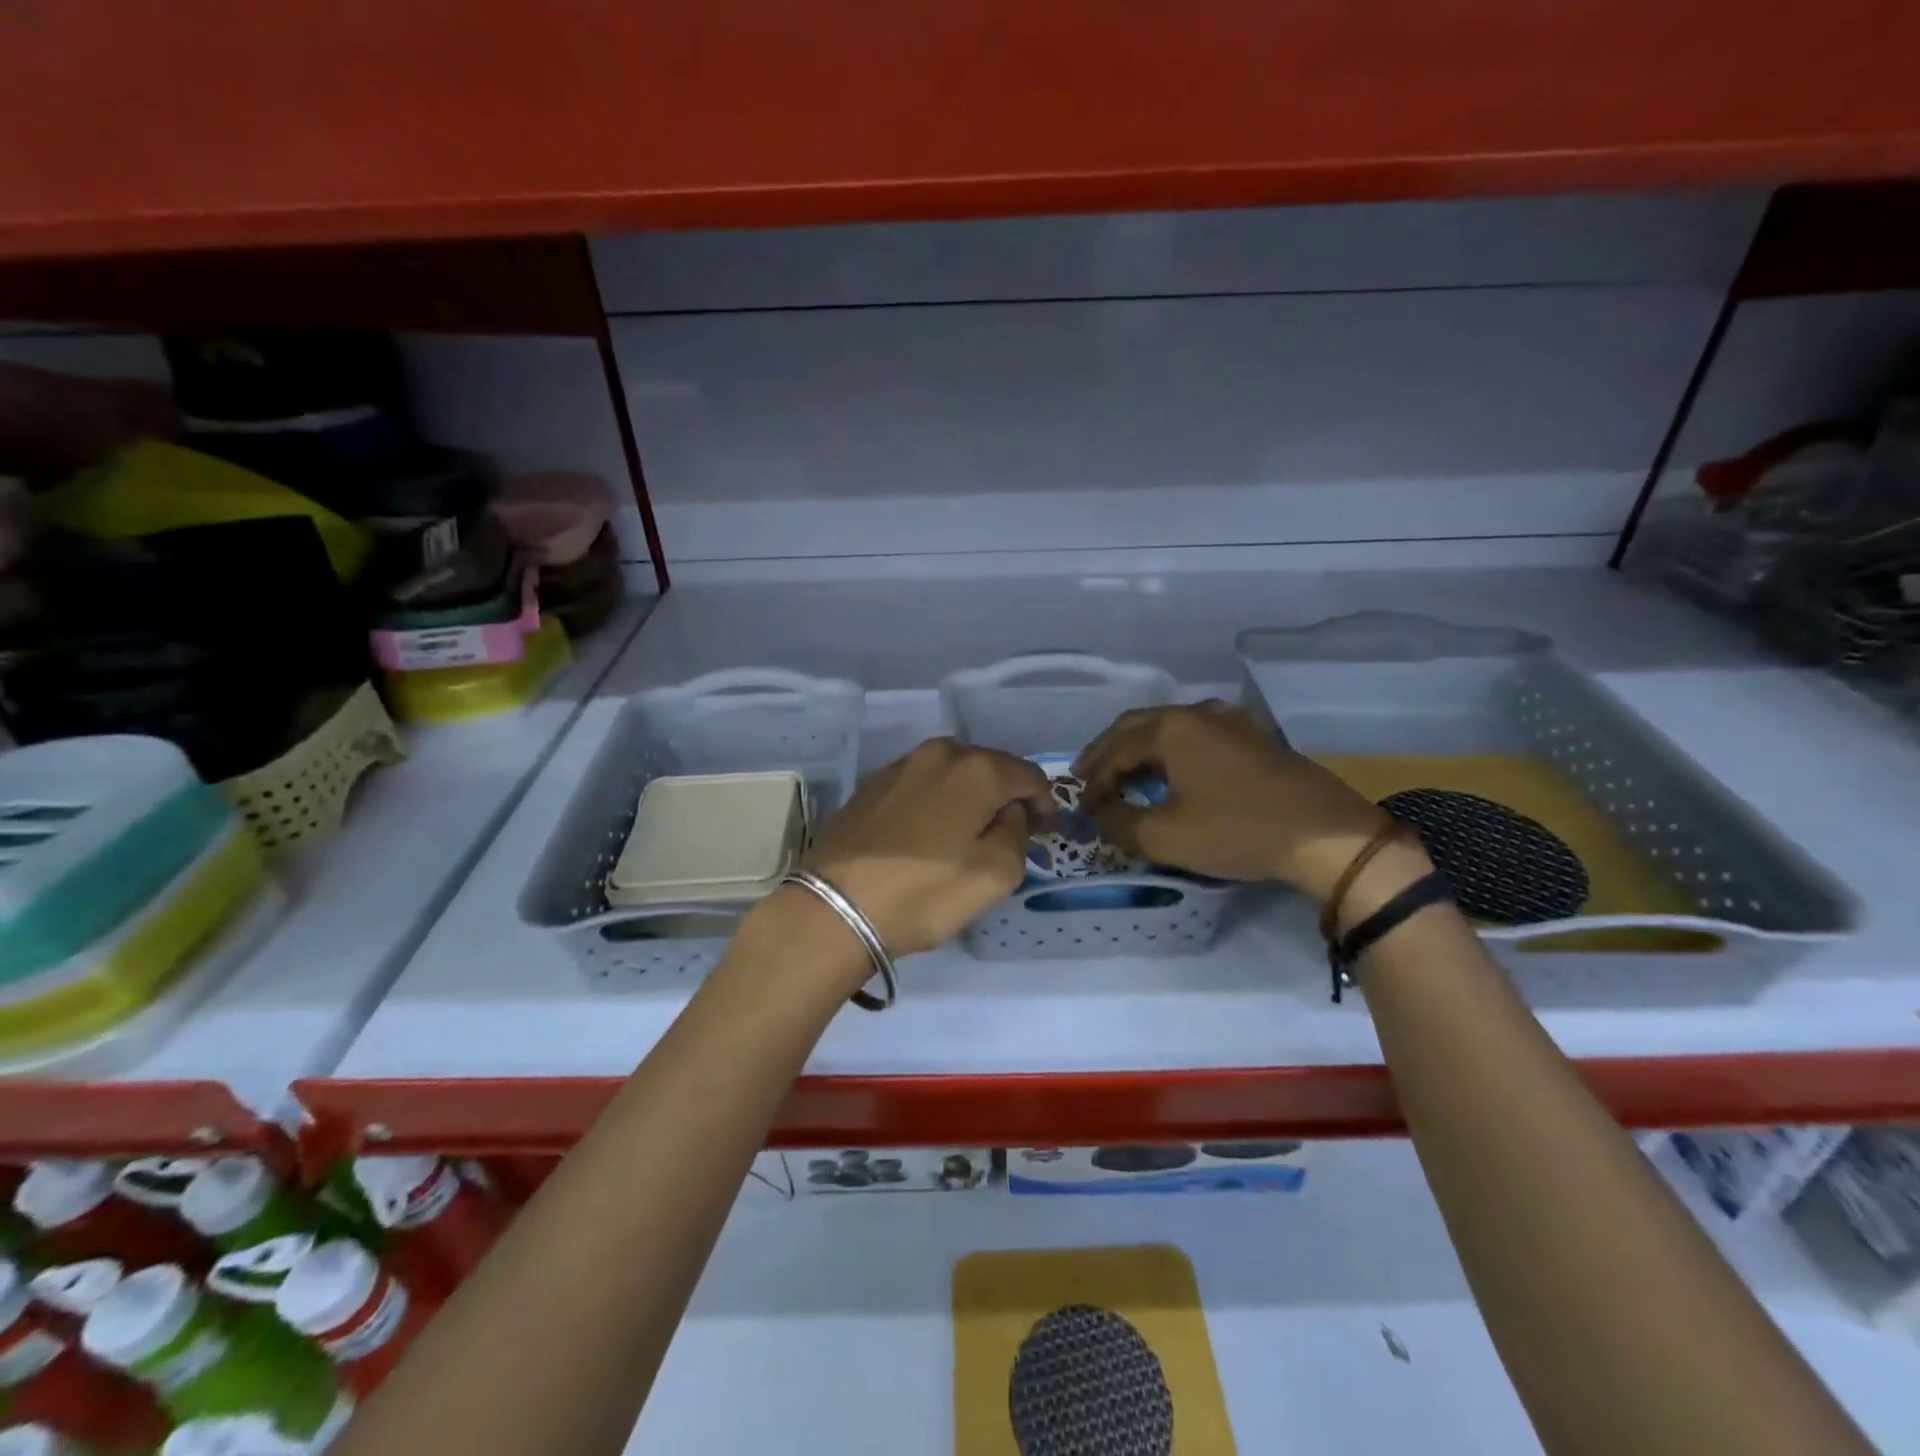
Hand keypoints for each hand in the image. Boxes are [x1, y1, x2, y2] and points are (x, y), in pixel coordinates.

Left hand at [804, 738, 1054, 956]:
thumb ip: (1018, 832)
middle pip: (989, 768)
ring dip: (968, 797)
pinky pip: (920, 785)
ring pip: (951, 774)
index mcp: (976, 768)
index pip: (1029, 775)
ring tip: (967, 833)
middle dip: (1005, 796)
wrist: (836, 906)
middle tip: (1009, 833)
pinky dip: (934, 802)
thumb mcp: (997, 874)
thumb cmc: (925, 891)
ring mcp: (899, 765)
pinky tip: (927, 834)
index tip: (1044, 832)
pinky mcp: (870, 785)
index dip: (1044, 803)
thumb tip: (1009, 813)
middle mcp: (939, 753)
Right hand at [1075, 701, 1396, 903]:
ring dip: (1140, 750)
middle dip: (1108, 753)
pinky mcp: (1254, 737)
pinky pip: (1196, 736)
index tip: (1083, 810)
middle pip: (1137, 727)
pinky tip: (1173, 771)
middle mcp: (1196, 713)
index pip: (1114, 750)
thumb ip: (1120, 823)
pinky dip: (1171, 752)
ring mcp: (1230, 721)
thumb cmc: (1238, 831)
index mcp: (1170, 728)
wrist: (1326, 835)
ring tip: (1125, 774)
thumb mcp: (1166, 837)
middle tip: (1087, 776)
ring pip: (1168, 728)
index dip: (1094, 781)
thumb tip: (1101, 815)